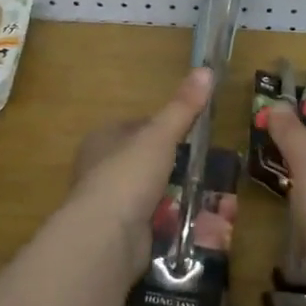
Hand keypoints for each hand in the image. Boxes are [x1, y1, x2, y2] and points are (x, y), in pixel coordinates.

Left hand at [64, 67, 212, 273]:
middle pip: (142, 160)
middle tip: (202, 166)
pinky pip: (149, 220)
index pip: (135, 126)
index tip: (189, 133)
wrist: (106, 237)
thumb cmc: (128, 175)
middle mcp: (99, 169)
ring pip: (146, 192)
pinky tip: (189, 222)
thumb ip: (183, 107)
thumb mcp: (160, 135)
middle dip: (170, 165)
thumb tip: (206, 69)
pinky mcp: (118, 233)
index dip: (162, 128)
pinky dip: (167, 220)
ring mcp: (108, 203)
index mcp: (101, 139)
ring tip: (203, 194)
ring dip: (171, 194)